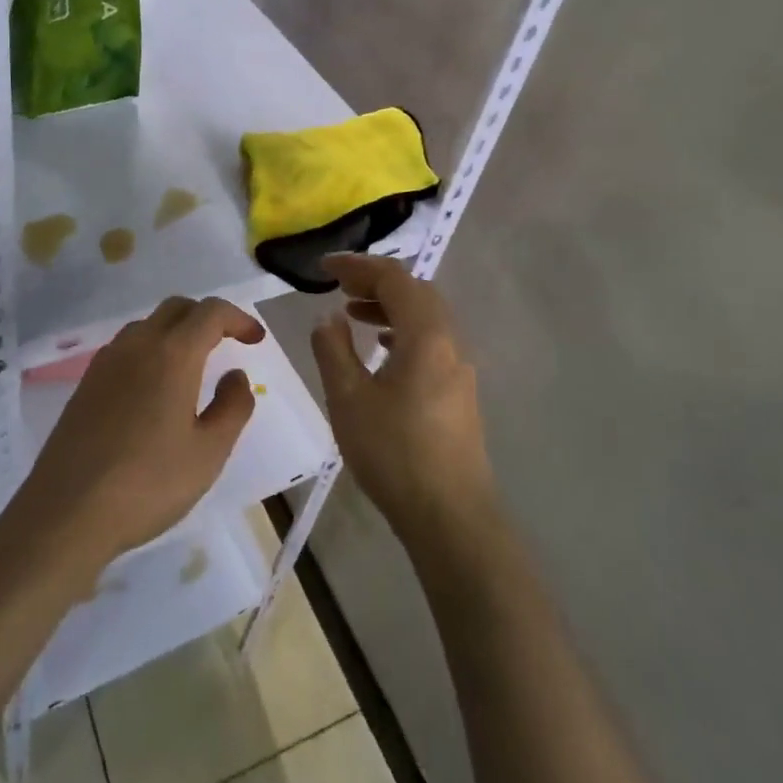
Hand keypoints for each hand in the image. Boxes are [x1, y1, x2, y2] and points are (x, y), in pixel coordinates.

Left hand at [10, 296, 263, 582]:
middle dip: (208, 317)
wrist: (66, 513)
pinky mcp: (86, 383)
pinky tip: (155, 388)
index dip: (238, 318)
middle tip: (230, 343)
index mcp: (172, 354)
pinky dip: (152, 349)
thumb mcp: (208, 452)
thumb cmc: (148, 484)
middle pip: (177, 308)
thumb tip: (236, 376)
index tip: (256, 339)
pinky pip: (127, 347)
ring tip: (195, 365)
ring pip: (148, 325)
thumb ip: (232, 407)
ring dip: (177, 331)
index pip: (210, 312)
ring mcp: (106, 362)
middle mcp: (137, 345)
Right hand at [311, 253, 498, 554]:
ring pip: (425, 317)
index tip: (324, 267)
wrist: (450, 516)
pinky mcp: (458, 392)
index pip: (394, 278)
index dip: (357, 266)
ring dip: (389, 305)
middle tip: (338, 285)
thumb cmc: (394, 452)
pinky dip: (401, 330)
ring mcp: (459, 368)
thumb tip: (328, 317)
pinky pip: (430, 341)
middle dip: (375, 280)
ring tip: (352, 312)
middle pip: (415, 291)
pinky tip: (379, 350)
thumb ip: (333, 350)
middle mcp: (449, 342)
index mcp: (426, 335)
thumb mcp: (348, 398)